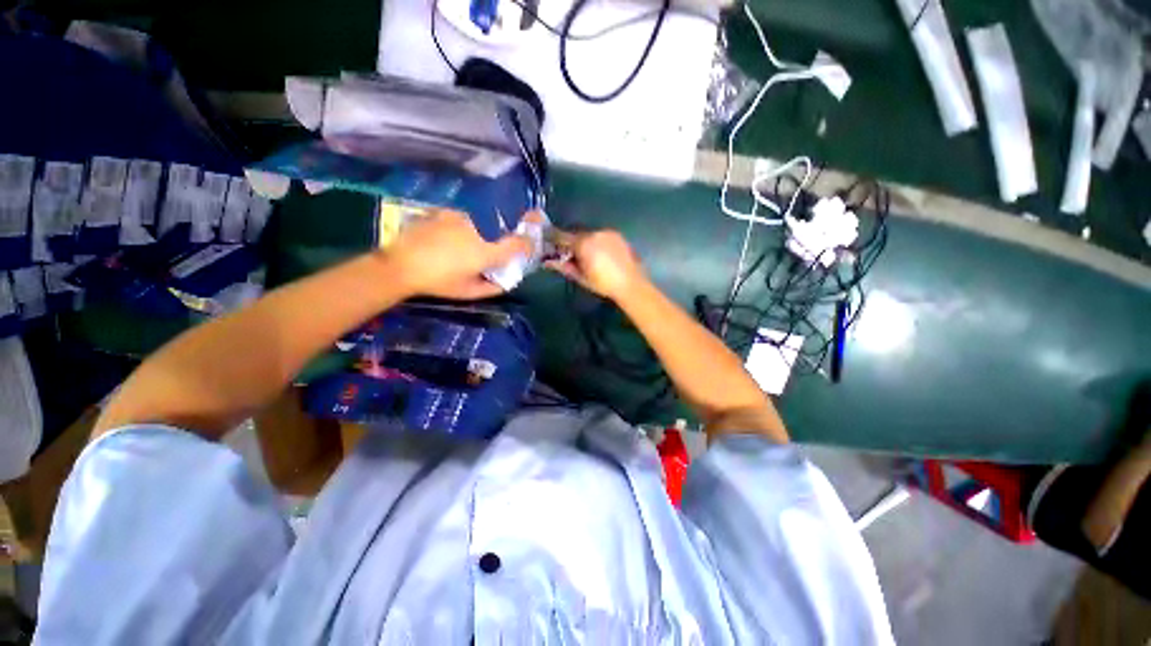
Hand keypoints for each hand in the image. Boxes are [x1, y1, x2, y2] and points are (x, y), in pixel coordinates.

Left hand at [383, 211, 528, 298]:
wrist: (399, 265)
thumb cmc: (438, 282)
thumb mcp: (468, 292)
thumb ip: (492, 288)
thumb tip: (506, 283)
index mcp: (485, 252)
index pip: (516, 244)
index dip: (526, 244)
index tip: (529, 244)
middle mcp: (477, 230)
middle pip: (495, 234)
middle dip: (492, 244)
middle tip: (477, 256)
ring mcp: (460, 218)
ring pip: (477, 226)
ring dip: (473, 236)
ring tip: (454, 249)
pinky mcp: (444, 212)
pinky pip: (459, 219)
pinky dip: (457, 228)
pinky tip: (443, 239)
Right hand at [546, 230, 645, 300]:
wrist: (631, 283)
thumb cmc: (603, 284)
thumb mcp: (581, 277)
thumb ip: (563, 266)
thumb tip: (548, 261)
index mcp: (583, 243)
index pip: (561, 236)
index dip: (553, 239)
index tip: (548, 243)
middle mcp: (594, 233)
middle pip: (576, 234)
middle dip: (570, 242)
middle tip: (569, 254)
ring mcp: (607, 232)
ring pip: (589, 234)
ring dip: (584, 242)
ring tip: (587, 256)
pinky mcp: (617, 235)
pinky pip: (601, 235)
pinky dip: (597, 242)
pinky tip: (600, 254)